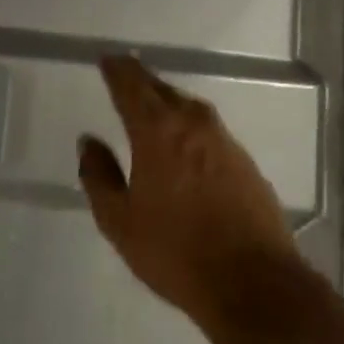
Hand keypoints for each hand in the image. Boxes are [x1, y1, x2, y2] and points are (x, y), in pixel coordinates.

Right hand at [78, 56, 301, 328]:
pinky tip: (185, 143)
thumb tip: (89, 142)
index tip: (107, 59)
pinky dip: (190, 127)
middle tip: (125, 74)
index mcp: (158, 131)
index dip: (117, 70)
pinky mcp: (246, 164)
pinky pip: (209, 131)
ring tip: (152, 105)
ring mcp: (225, 142)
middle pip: (163, 91)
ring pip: (189, 109)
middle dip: (141, 80)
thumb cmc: (176, 252)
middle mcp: (194, 125)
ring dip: (168, 102)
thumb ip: (99, 176)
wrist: (254, 284)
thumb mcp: (120, 221)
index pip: (132, 86)